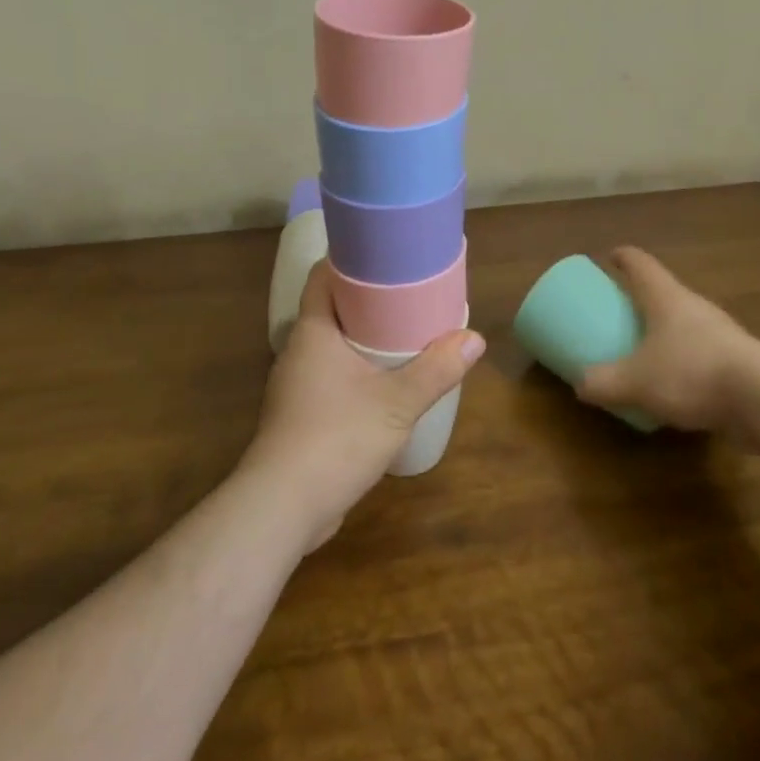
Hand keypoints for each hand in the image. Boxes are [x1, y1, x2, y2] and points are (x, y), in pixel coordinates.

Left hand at [241, 261, 482, 551]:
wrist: (284, 507)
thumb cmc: (336, 437)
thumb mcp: (397, 402)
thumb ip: (437, 369)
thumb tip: (475, 339)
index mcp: (314, 331)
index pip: (324, 276)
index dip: (350, 259)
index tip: (386, 253)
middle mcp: (299, 350)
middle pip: (333, 309)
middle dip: (368, 300)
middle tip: (409, 293)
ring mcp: (296, 385)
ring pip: (333, 346)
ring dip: (364, 339)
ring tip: (405, 334)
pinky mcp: (301, 416)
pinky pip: (332, 377)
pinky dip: (357, 371)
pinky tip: (384, 384)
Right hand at [577, 246, 756, 431]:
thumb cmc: (691, 372)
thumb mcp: (635, 382)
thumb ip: (603, 383)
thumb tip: (580, 385)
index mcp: (666, 298)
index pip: (640, 264)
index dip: (623, 257)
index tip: (610, 257)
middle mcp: (694, 306)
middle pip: (664, 292)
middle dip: (642, 300)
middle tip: (622, 312)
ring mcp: (722, 332)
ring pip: (686, 323)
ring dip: (666, 332)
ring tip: (647, 352)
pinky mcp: (740, 361)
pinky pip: (703, 353)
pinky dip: (686, 361)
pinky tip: (678, 386)